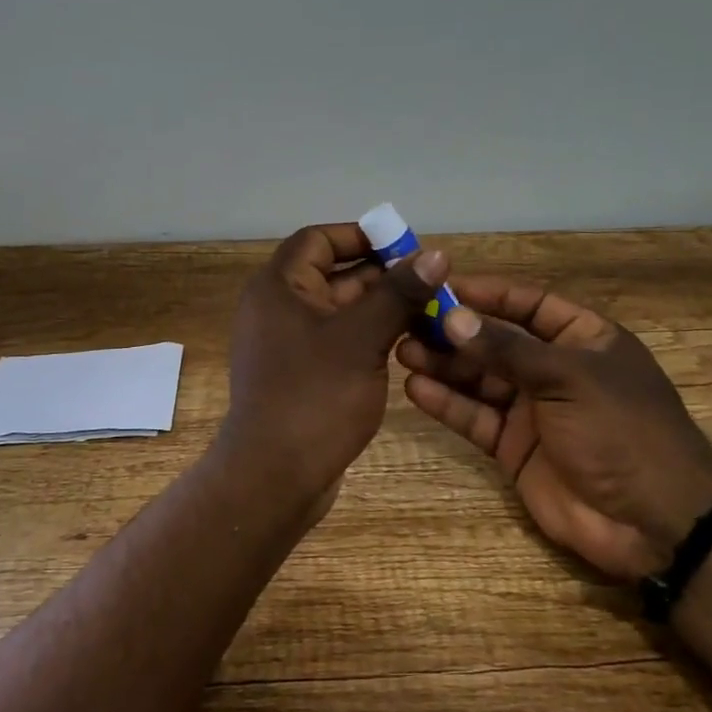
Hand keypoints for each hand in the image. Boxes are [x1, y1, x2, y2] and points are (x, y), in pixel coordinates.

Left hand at [218, 222, 449, 508]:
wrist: (274, 476)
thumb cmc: (314, 397)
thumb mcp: (361, 338)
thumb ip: (398, 293)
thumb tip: (437, 254)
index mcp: (278, 287)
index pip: (318, 239)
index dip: (360, 236)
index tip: (405, 245)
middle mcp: (277, 308)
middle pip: (332, 274)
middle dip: (381, 275)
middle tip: (430, 282)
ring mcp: (287, 344)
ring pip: (340, 311)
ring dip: (380, 308)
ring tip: (430, 310)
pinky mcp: (300, 375)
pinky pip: (338, 342)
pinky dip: (368, 337)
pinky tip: (406, 343)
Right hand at [396, 278, 711, 581]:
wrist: (652, 522)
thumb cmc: (622, 430)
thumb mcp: (569, 378)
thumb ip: (507, 349)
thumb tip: (452, 319)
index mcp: (583, 340)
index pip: (529, 304)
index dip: (488, 293)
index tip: (441, 285)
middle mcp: (555, 370)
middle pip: (496, 341)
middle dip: (454, 331)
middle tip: (407, 320)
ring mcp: (533, 410)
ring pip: (480, 379)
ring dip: (444, 365)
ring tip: (402, 350)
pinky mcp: (514, 447)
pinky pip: (476, 417)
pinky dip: (447, 404)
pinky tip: (415, 389)